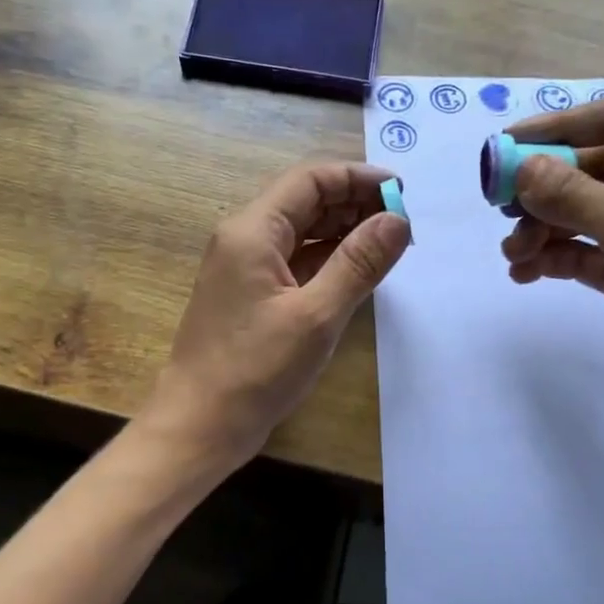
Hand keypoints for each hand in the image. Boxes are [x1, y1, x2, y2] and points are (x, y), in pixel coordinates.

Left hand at [149, 162, 411, 465]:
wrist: (199, 426)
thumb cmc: (255, 370)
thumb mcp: (316, 315)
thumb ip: (359, 263)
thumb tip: (398, 219)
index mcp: (252, 231)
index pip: (310, 180)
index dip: (358, 177)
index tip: (402, 191)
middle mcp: (244, 238)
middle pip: (305, 201)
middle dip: (354, 203)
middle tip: (403, 221)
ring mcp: (245, 268)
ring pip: (301, 232)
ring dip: (344, 231)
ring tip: (390, 243)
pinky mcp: (251, 295)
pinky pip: (295, 261)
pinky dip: (328, 259)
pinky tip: (359, 270)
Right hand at [499, 97, 603, 412]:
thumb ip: (573, 193)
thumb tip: (519, 169)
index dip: (561, 125)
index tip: (508, 143)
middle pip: (590, 169)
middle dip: (543, 186)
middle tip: (499, 204)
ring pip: (579, 214)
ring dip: (540, 227)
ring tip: (515, 252)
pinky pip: (578, 254)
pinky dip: (549, 258)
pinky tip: (524, 273)